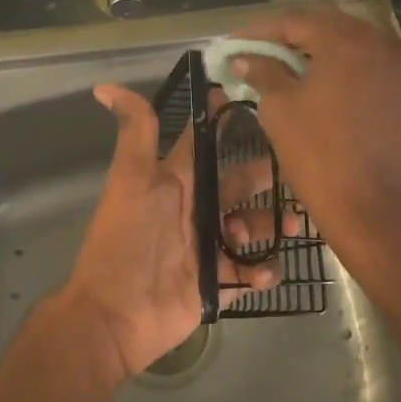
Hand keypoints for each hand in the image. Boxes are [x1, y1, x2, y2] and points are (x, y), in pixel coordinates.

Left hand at [51, 84, 277, 383]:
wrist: (114, 315)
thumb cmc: (125, 240)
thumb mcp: (132, 180)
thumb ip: (135, 133)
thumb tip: (104, 85)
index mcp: (175, 182)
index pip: (204, 145)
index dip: (226, 124)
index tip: (263, 105)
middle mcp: (193, 210)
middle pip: (235, 187)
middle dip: (263, 180)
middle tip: (297, 179)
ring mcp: (205, 249)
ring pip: (249, 228)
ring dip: (272, 225)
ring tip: (291, 226)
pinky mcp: (215, 284)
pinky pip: (247, 273)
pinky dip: (262, 271)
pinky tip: (266, 271)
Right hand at [229, 7, 400, 265]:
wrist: (369, 205)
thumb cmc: (317, 152)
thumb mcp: (279, 107)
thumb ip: (262, 71)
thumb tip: (243, 58)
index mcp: (346, 40)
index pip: (295, 21)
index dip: (260, 31)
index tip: (234, 43)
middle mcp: (379, 41)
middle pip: (325, 26)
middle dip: (288, 36)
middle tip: (256, 51)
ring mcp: (397, 65)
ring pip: (348, 44)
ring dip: (315, 50)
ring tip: (282, 65)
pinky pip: (366, 64)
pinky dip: (339, 66)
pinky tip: (316, 80)